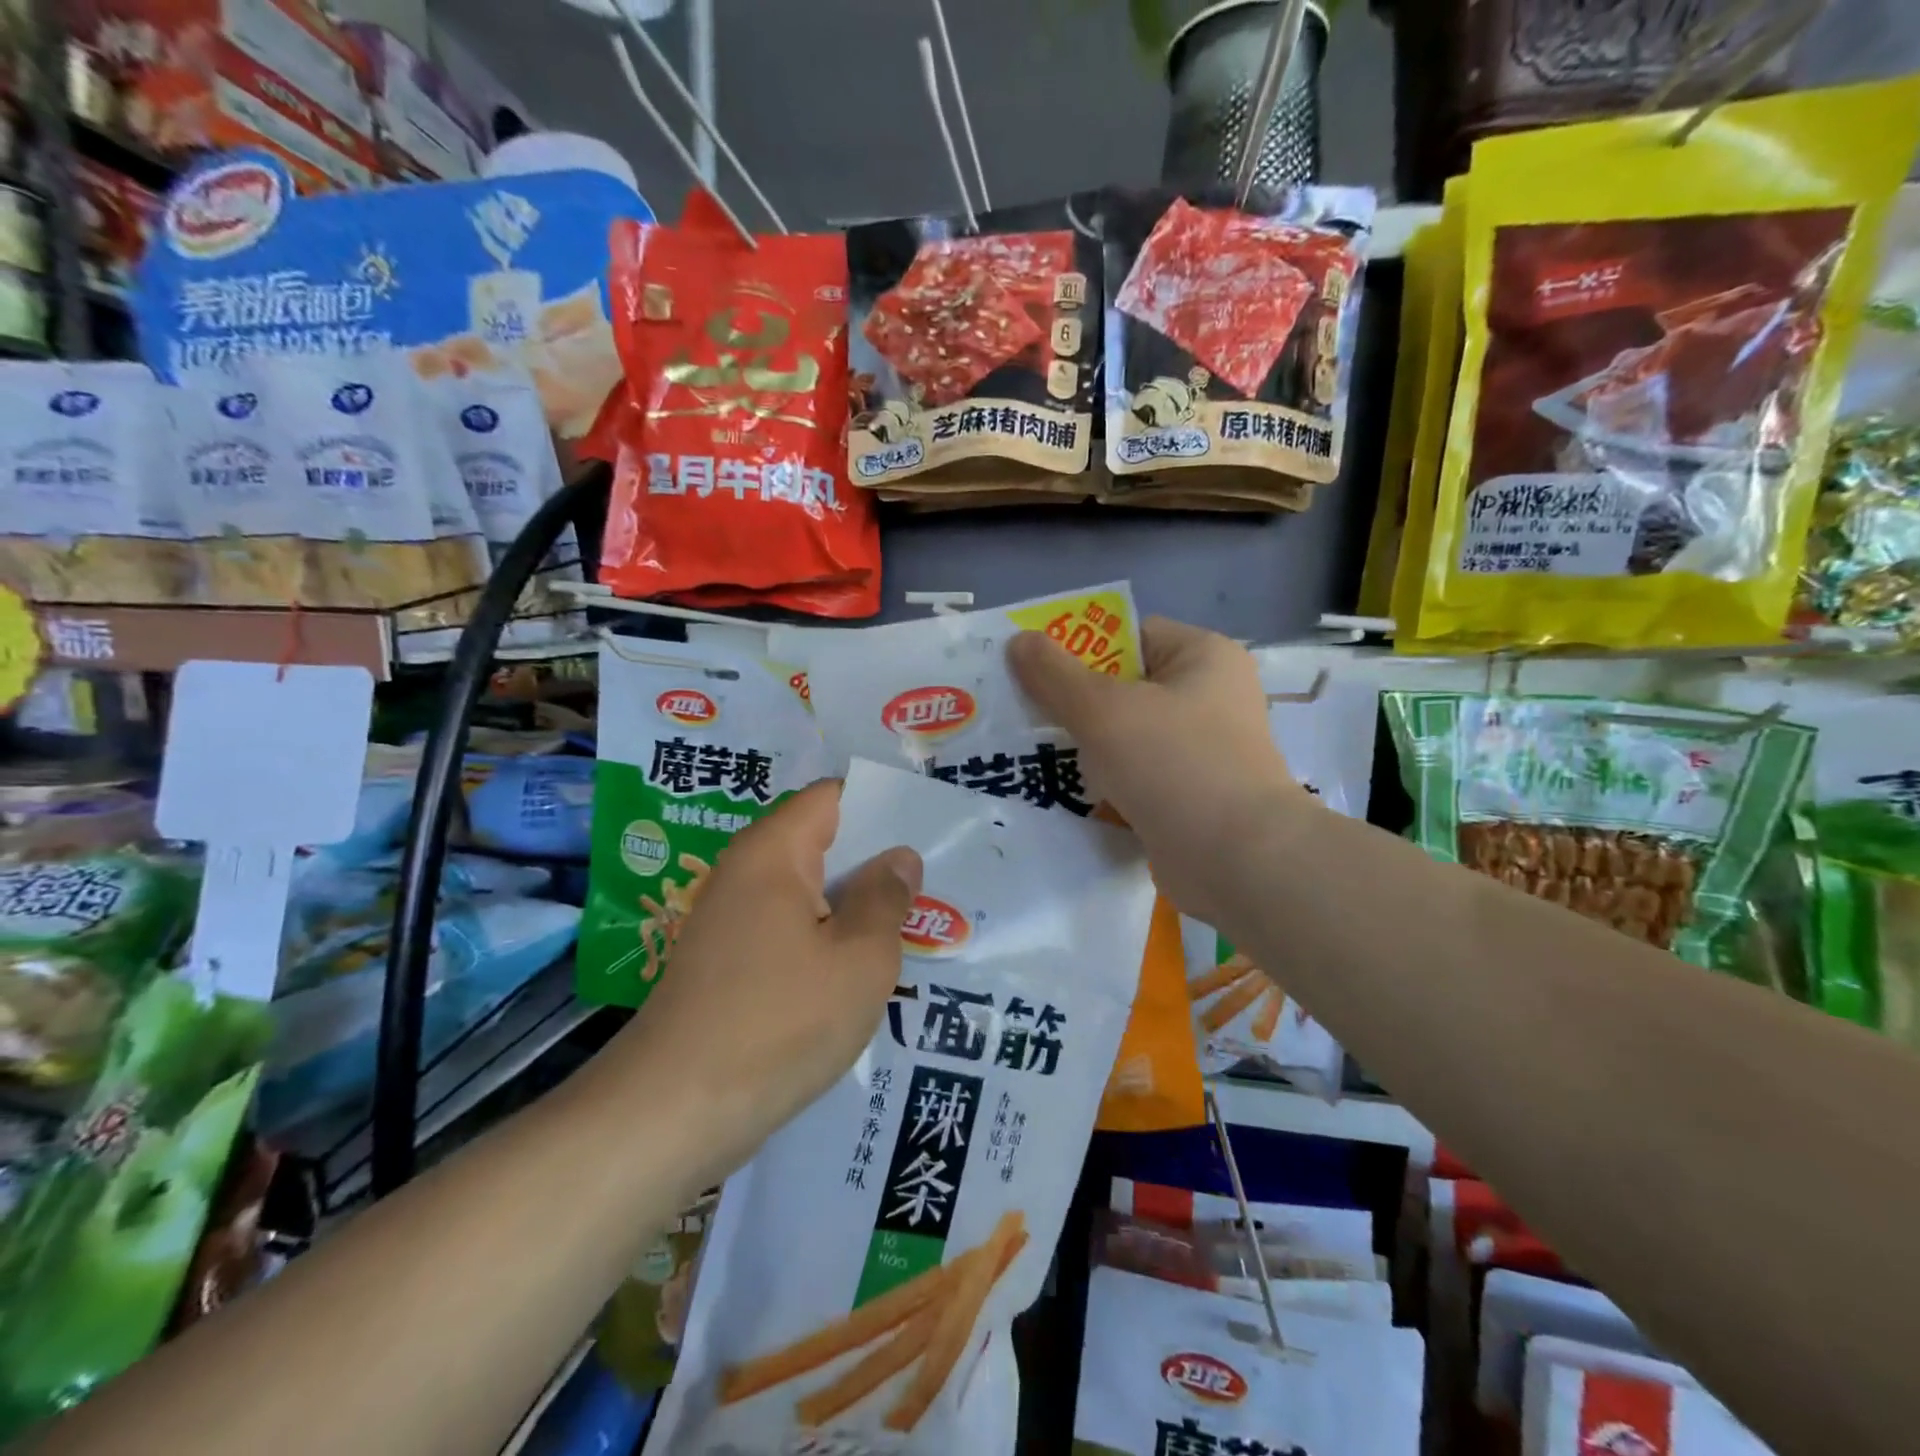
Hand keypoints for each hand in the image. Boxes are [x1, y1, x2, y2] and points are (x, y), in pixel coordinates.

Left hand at [607, 780, 921, 1184]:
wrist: (673, 1113)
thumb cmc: (779, 1023)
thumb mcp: (859, 959)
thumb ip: (886, 899)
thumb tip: (898, 857)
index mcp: (774, 852)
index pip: (832, 796)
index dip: (881, 805)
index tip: (927, 830)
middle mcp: (745, 873)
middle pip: (821, 843)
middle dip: (875, 861)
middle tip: (933, 884)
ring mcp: (731, 920)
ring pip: (808, 893)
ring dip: (853, 906)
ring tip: (908, 926)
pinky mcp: (727, 962)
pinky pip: (788, 930)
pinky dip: (825, 940)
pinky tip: (859, 970)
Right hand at [1008, 617, 1310, 926]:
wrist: (1237, 861)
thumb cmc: (1174, 764)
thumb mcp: (1103, 709)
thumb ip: (1054, 674)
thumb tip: (1018, 640)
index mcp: (1203, 657)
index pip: (1128, 637)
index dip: (1079, 650)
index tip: (1034, 674)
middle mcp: (1210, 696)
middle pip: (1124, 687)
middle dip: (1075, 705)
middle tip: (1026, 717)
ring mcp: (1204, 750)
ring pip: (1127, 736)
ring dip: (1087, 749)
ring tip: (1036, 756)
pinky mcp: (1193, 794)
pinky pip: (1138, 775)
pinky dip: (1108, 784)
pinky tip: (1070, 792)